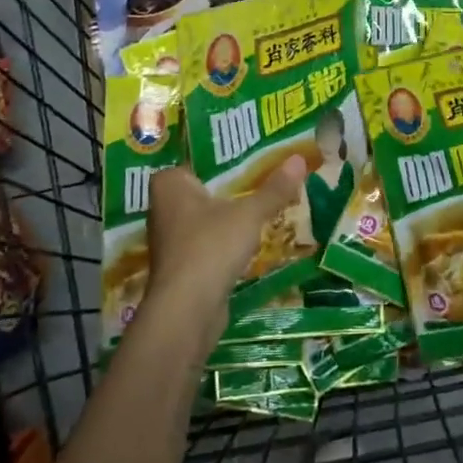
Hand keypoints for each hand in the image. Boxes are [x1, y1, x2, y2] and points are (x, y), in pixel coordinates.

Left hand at [145, 157, 307, 331]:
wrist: (186, 311)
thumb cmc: (211, 247)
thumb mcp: (249, 214)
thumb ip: (274, 189)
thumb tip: (299, 158)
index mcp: (169, 184)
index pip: (198, 159)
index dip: (225, 155)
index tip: (253, 151)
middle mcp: (163, 207)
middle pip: (205, 187)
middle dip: (232, 185)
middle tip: (267, 172)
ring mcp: (171, 238)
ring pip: (207, 216)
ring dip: (231, 214)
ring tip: (265, 201)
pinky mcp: (181, 264)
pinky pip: (208, 240)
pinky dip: (226, 238)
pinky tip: (251, 237)